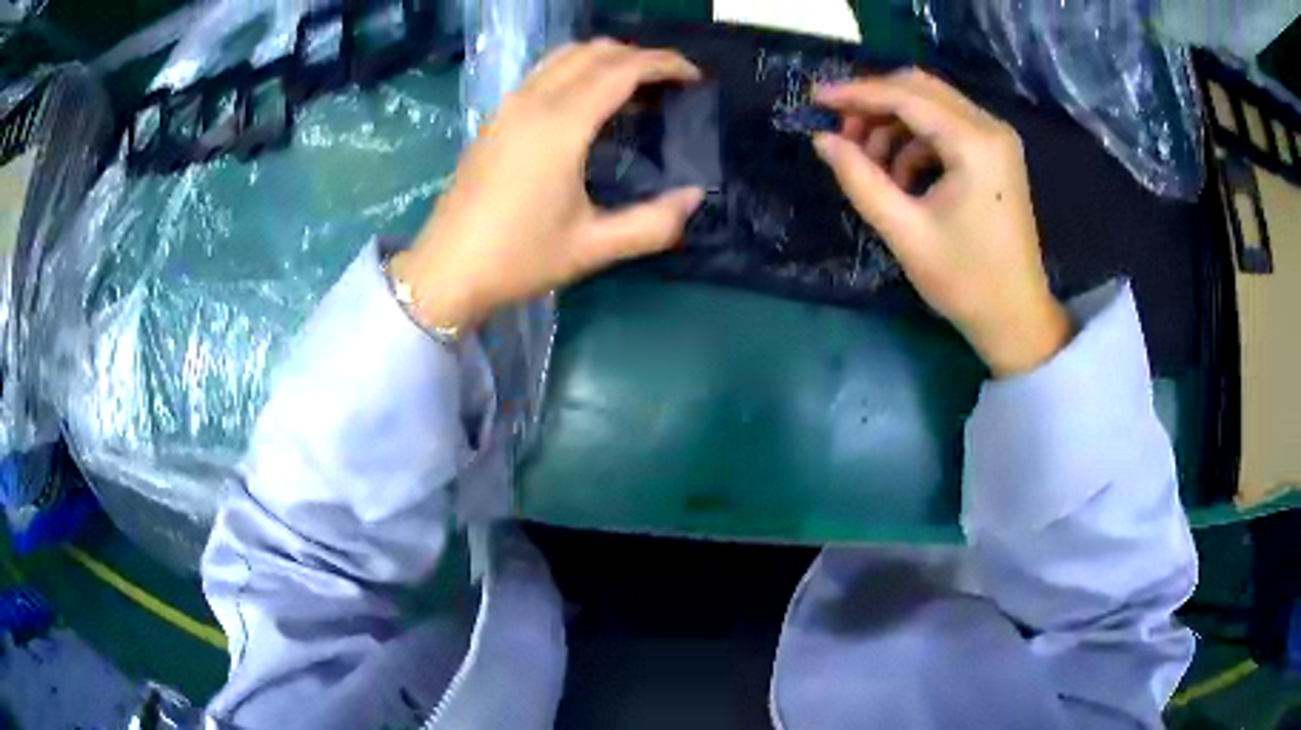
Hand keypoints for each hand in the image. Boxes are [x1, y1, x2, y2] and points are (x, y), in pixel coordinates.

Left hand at [392, 40, 705, 330]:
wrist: (447, 271)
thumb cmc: (518, 259)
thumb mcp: (593, 248)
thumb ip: (653, 223)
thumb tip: (694, 197)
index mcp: (560, 125)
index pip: (622, 69)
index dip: (664, 64)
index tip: (694, 77)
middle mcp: (533, 102)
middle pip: (594, 51)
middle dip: (639, 56)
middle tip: (669, 84)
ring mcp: (508, 106)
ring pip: (564, 55)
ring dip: (605, 59)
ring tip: (633, 88)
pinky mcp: (495, 118)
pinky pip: (543, 72)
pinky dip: (576, 70)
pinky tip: (588, 103)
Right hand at [812, 69, 1070, 376]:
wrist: (1016, 317)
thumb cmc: (965, 281)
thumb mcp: (904, 232)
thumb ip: (859, 178)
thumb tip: (821, 139)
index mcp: (974, 144)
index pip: (906, 96)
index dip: (856, 93)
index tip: (815, 97)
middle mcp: (990, 128)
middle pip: (920, 88)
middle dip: (874, 103)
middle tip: (841, 132)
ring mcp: (996, 139)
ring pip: (931, 105)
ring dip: (893, 124)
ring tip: (869, 164)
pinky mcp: (996, 154)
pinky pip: (945, 127)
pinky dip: (915, 141)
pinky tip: (901, 176)